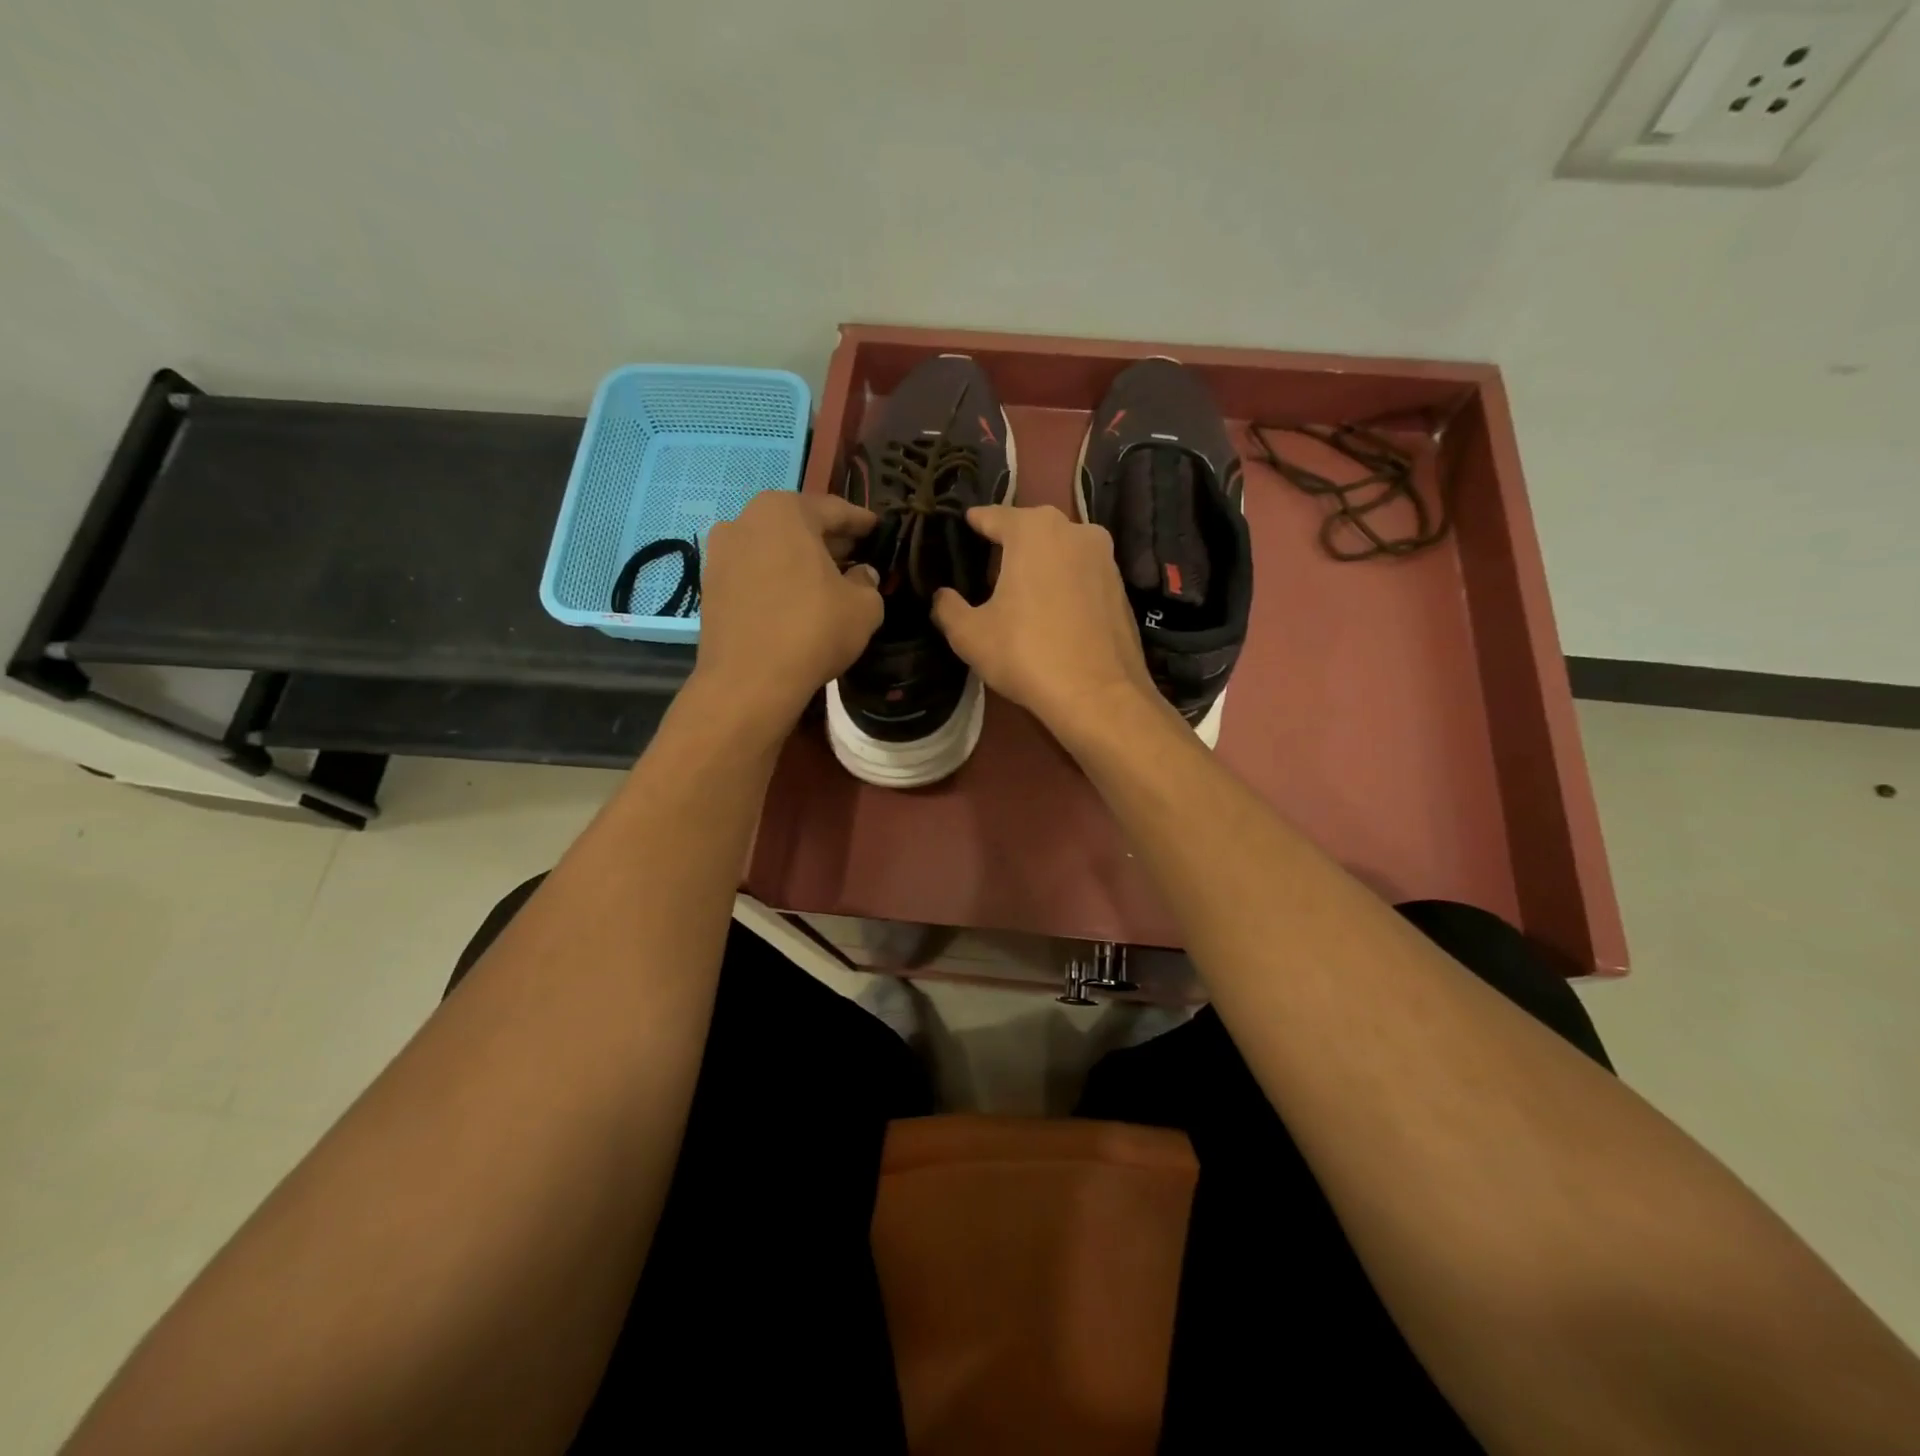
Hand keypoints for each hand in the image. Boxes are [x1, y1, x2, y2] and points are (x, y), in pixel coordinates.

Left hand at [690, 492, 883, 730]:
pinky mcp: (708, 585)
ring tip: (825, 582)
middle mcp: (746, 519)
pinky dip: (775, 580)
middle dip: (828, 540)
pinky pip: (753, 573)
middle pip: (799, 525)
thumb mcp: (863, 607)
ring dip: (799, 560)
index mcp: (785, 511)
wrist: (748, 681)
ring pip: (773, 548)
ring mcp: (720, 552)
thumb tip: (861, 574)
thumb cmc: (812, 631)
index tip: (879, 530)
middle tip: (856, 557)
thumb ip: (868, 582)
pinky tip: (794, 601)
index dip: (862, 522)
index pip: (835, 510)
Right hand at [931, 504, 1160, 741]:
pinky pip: (1082, 574)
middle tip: (986, 569)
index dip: (974, 524)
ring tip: (1019, 591)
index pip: (993, 516)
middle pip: (1031, 530)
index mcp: (1034, 529)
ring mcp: (1105, 557)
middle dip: (1009, 545)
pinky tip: (1052, 610)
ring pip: (1060, 551)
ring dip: (1040, 564)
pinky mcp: (1121, 587)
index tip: (962, 527)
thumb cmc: (1026, 654)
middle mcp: (1075, 530)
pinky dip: (1064, 584)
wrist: (1098, 695)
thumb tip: (942, 596)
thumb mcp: (970, 634)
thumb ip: (947, 607)